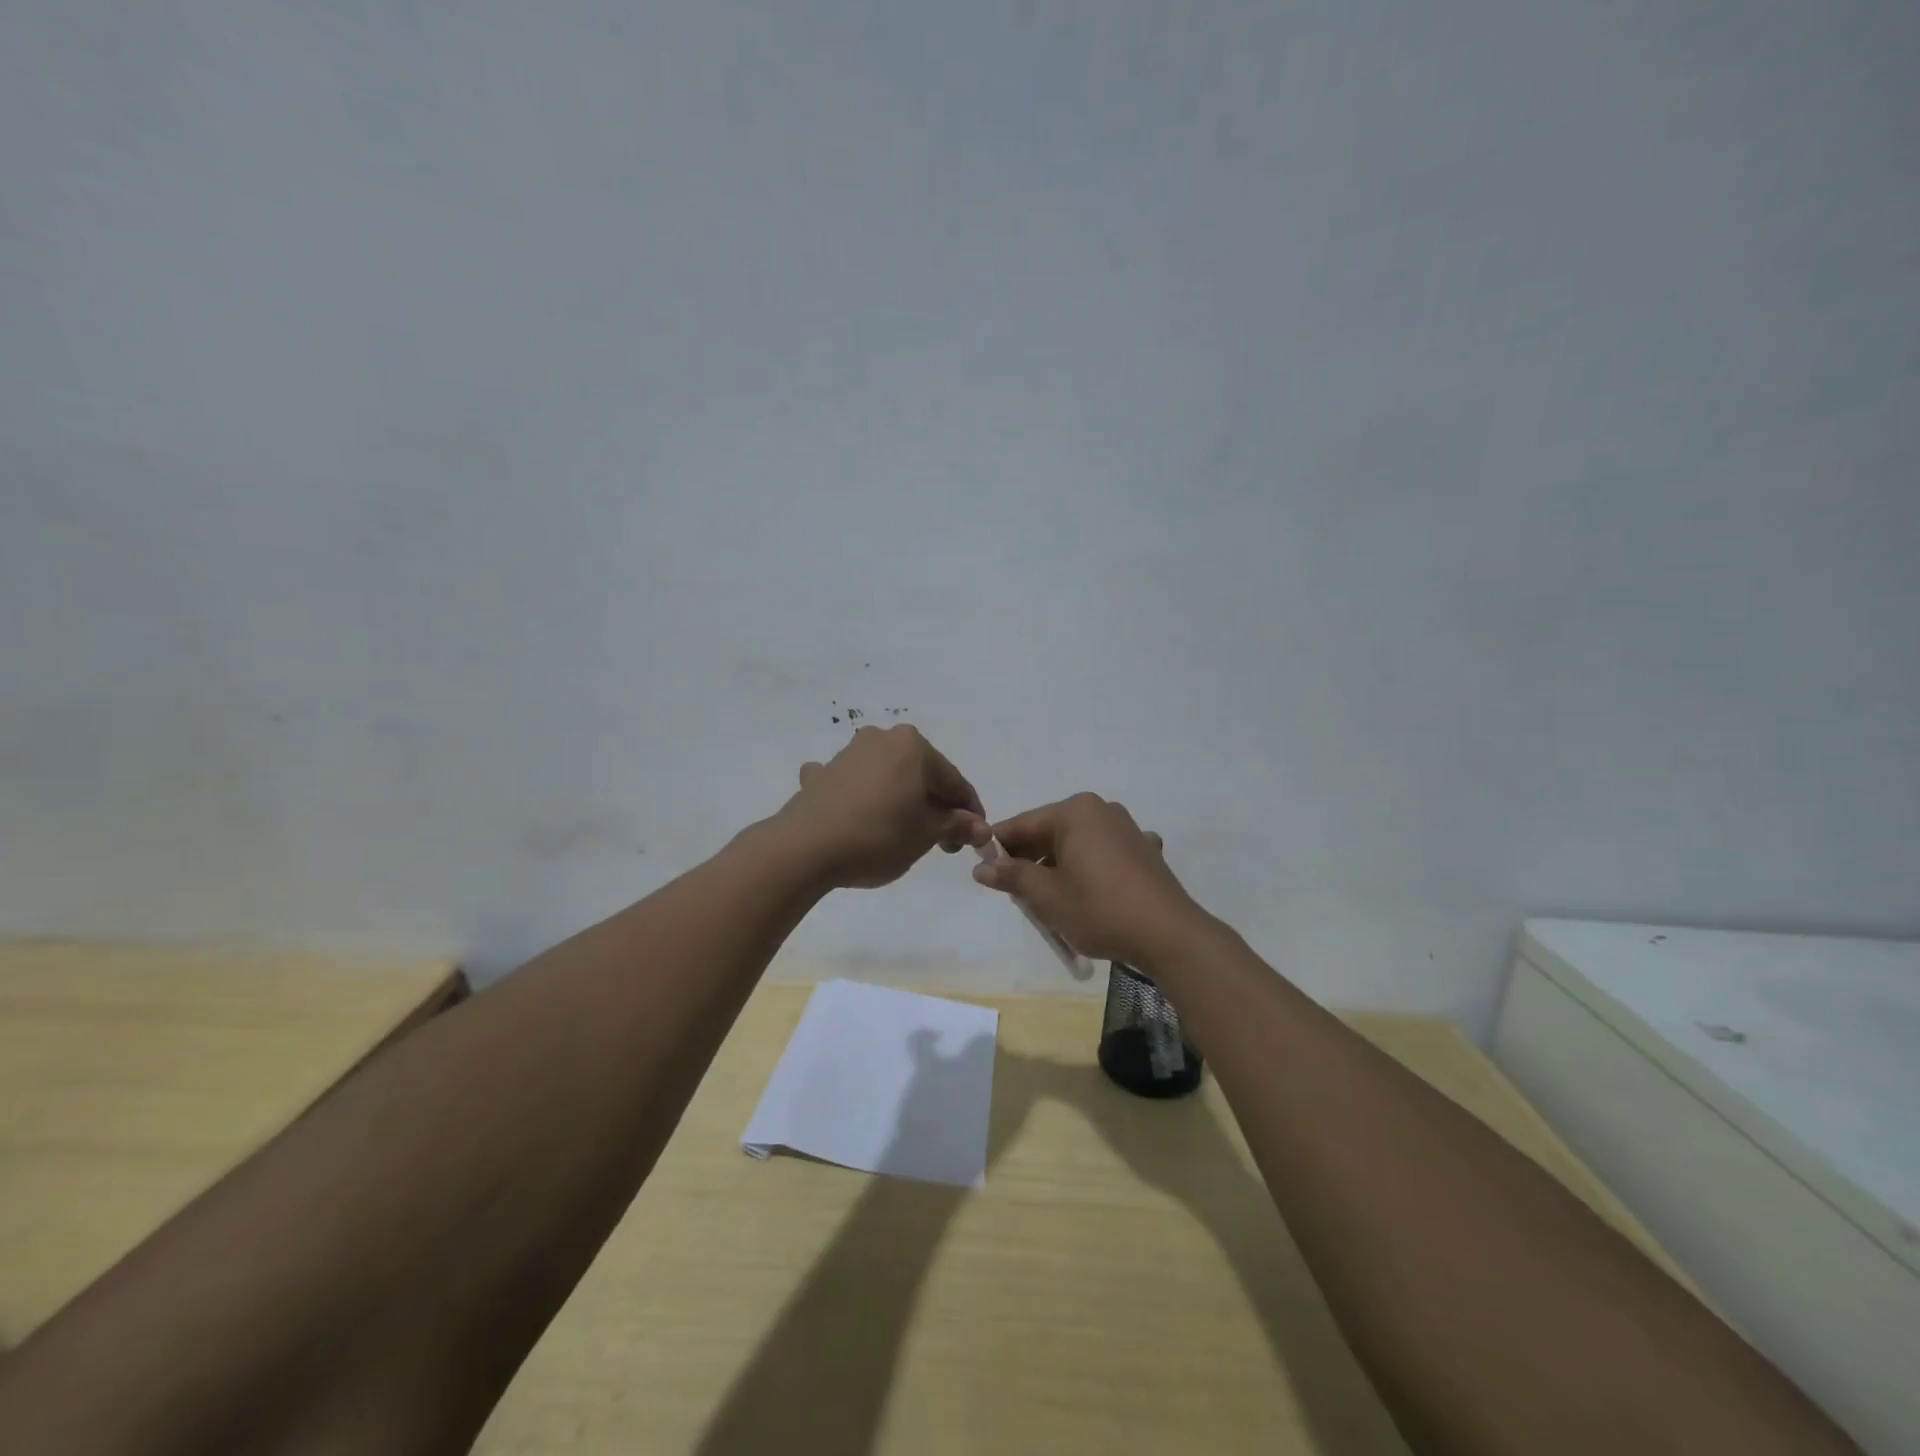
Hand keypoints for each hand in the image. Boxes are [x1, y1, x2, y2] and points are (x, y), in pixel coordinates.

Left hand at [774, 725, 989, 888]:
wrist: (804, 848)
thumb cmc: (878, 836)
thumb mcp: (926, 835)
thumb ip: (957, 825)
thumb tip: (981, 828)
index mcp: (913, 746)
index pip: (954, 781)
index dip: (969, 812)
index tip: (975, 839)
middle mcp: (882, 739)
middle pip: (921, 775)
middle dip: (935, 806)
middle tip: (941, 842)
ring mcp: (848, 754)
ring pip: (887, 777)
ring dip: (900, 800)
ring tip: (902, 833)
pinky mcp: (822, 774)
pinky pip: (851, 783)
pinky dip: (860, 796)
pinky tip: (854, 811)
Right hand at [971, 793, 1204, 965]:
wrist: (1169, 935)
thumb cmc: (1100, 910)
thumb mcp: (1047, 897)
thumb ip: (1012, 877)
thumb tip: (982, 868)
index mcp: (1074, 812)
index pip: (1022, 825)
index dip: (999, 849)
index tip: (984, 872)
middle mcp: (1101, 810)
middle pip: (1050, 832)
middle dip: (1031, 861)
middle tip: (1019, 896)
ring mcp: (1127, 828)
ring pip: (1077, 844)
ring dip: (1059, 868)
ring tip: (1053, 903)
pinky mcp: (1145, 850)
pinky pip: (1104, 854)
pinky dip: (1090, 870)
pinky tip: (1093, 894)